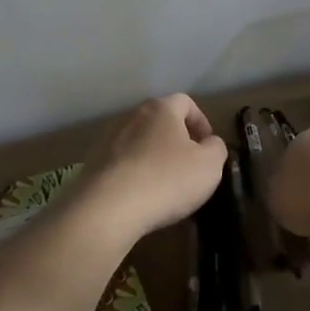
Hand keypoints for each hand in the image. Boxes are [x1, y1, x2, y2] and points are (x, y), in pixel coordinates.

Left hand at [80, 94, 229, 242]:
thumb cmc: (167, 179)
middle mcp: (131, 117)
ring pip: (139, 143)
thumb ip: (216, 148)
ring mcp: (107, 140)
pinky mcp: (93, 164)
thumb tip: (209, 143)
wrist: (109, 208)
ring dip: (153, 157)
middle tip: (189, 166)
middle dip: (176, 140)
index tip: (208, 146)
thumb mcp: (210, 165)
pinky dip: (134, 174)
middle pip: (159, 122)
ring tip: (164, 184)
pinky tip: (141, 196)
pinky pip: (121, 164)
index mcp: (160, 110)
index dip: (201, 121)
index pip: (185, 102)